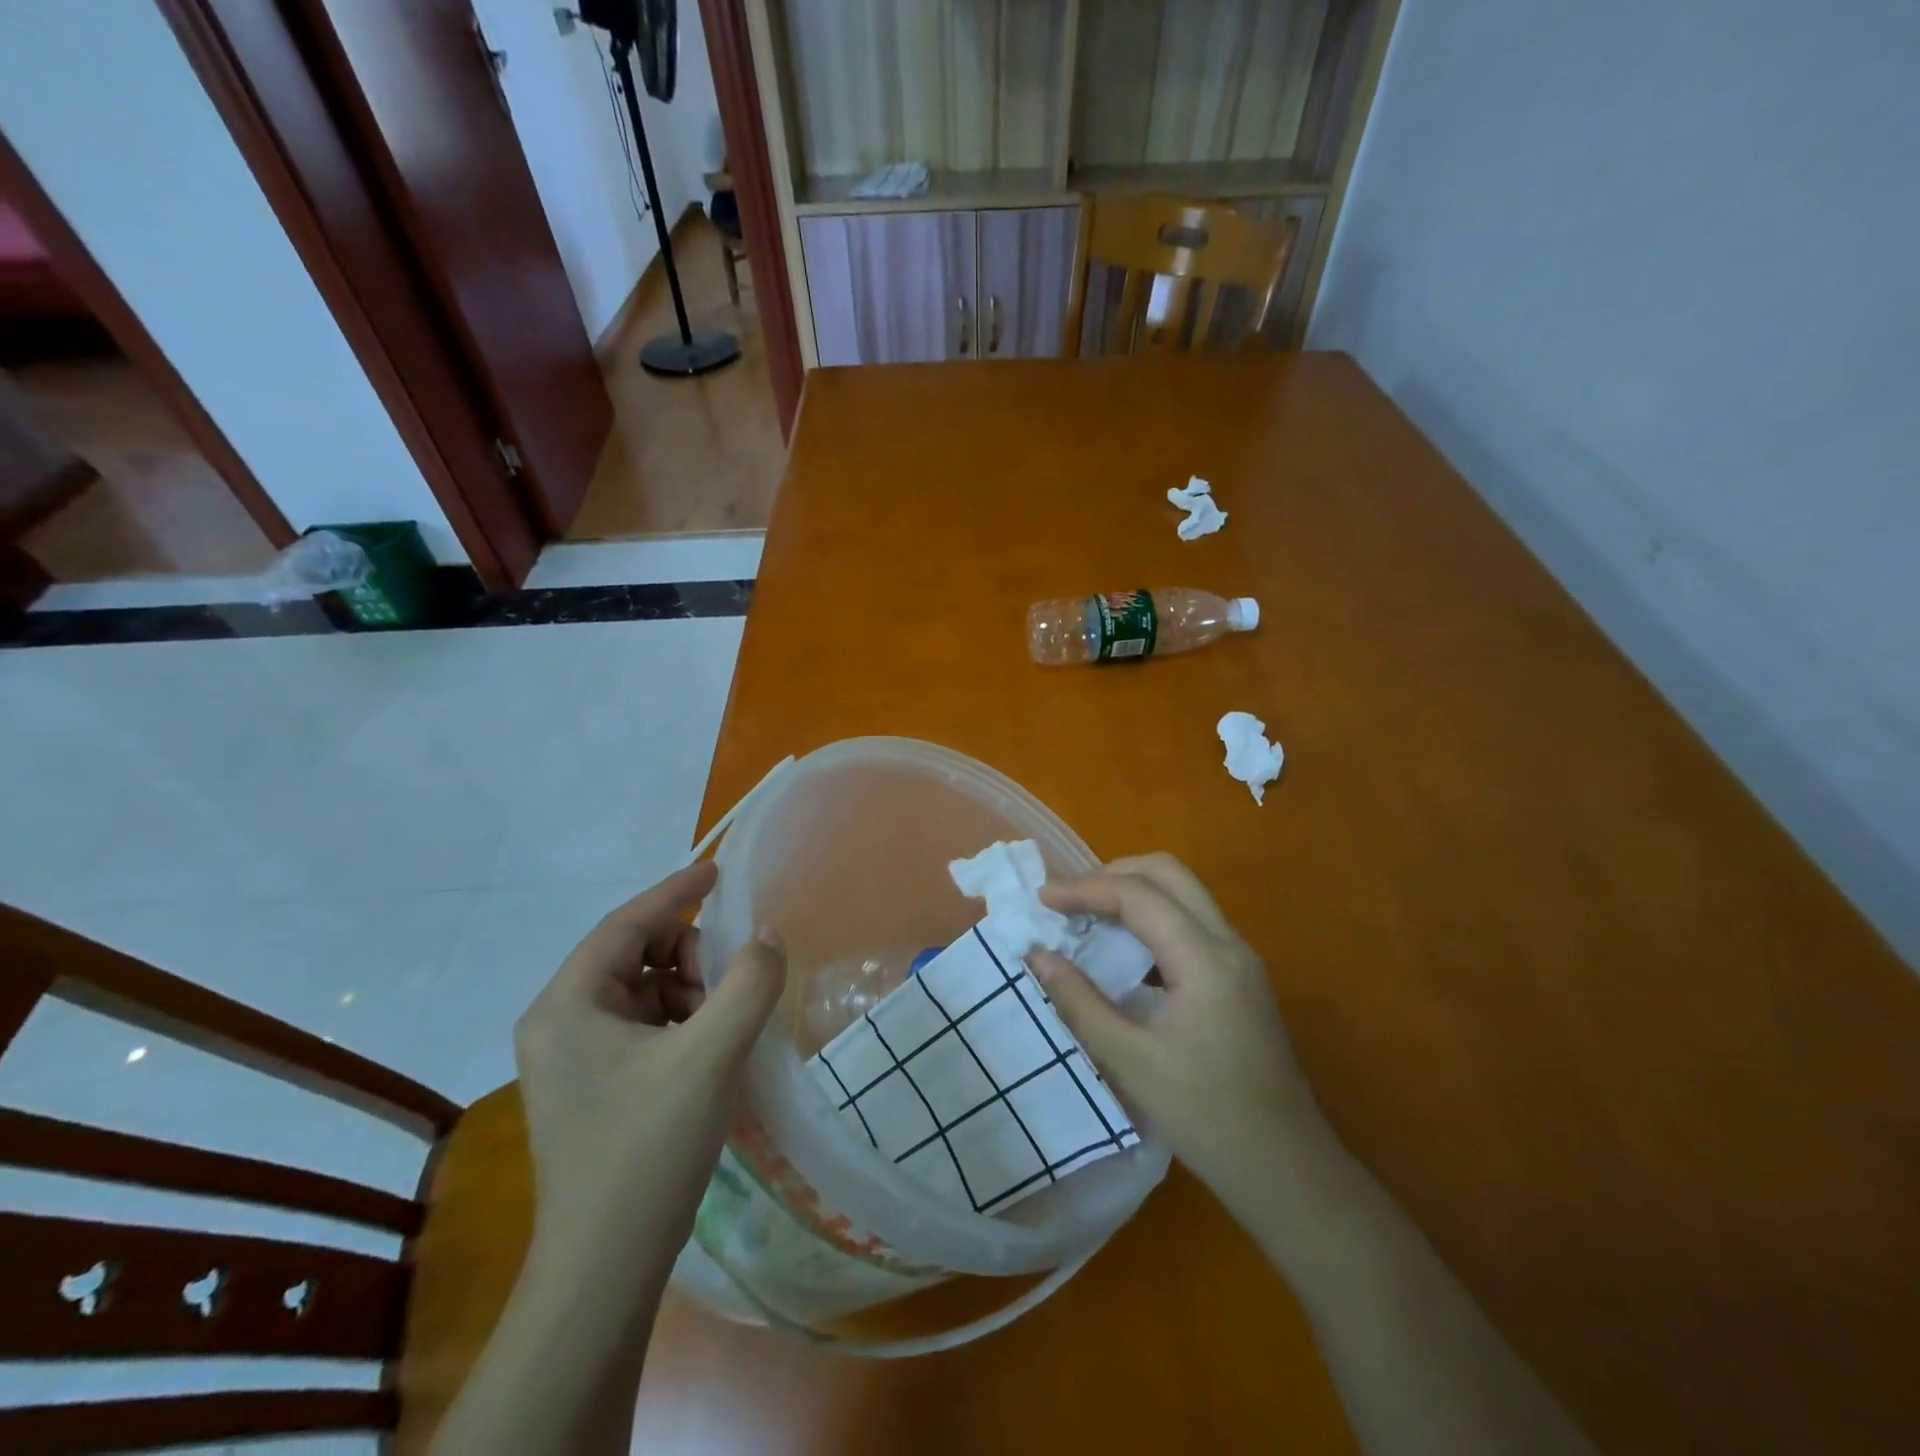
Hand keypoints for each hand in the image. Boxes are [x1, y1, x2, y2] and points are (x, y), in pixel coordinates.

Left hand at [513, 861, 786, 1271]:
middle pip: (633, 955)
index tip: (718, 870)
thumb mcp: (711, 1055)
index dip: (676, 891)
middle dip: (688, 954)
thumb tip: (767, 935)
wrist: (605, 1266)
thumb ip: (748, 983)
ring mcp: (572, 1058)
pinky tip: (709, 1046)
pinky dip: (680, 1020)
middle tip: (731, 978)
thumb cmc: (649, 1148)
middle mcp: (559, 1022)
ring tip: (723, 1021)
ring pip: (642, 991)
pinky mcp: (591, 1086)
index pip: (626, 924)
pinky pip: (641, 1025)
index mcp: (568, 1005)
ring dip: (688, 989)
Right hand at [1031, 853, 1322, 1200]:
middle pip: (1169, 874)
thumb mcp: (1131, 1062)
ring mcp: (1240, 960)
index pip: (1138, 895)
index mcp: (1205, 958)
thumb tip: (1037, 956)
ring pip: (1184, 894)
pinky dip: (1152, 920)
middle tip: (1070, 900)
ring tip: (1087, 918)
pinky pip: (1191, 924)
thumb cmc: (1207, 1117)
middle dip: (1113, 874)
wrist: (1287, 1171)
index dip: (1085, 889)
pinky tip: (1124, 953)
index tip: (1041, 899)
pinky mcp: (1240, 979)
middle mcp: (1228, 944)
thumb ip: (1080, 1001)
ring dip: (1134, 894)